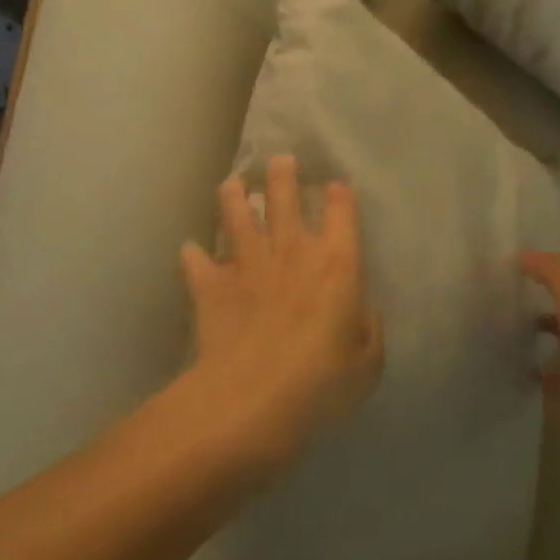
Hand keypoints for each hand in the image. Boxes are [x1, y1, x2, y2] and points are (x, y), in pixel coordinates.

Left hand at [180, 156, 383, 469]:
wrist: (252, 399)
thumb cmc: (321, 382)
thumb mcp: (368, 363)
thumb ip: (369, 328)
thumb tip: (363, 309)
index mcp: (336, 262)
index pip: (341, 211)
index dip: (339, 195)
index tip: (336, 186)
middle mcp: (291, 250)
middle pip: (284, 197)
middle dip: (282, 174)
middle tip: (280, 161)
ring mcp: (247, 264)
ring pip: (236, 216)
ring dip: (233, 197)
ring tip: (232, 184)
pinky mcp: (212, 286)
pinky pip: (198, 262)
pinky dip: (193, 255)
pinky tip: (190, 249)